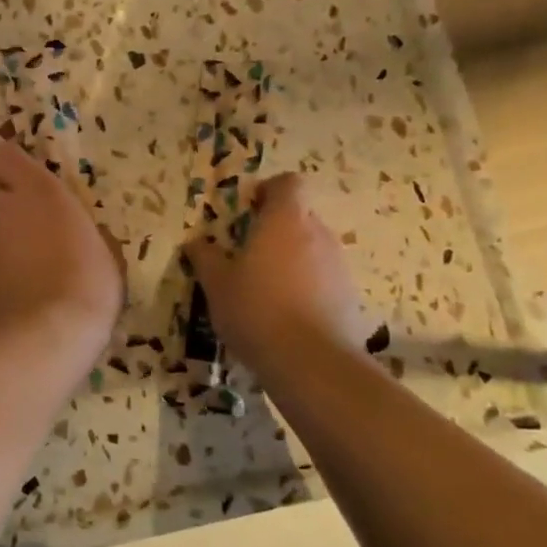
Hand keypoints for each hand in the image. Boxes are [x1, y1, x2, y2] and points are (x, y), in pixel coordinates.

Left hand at [0, 140, 121, 349]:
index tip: (26, 180)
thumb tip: (75, 231)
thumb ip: (77, 228)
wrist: (45, 336)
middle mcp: (2, 207)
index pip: (5, 156)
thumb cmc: (87, 284)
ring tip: (16, 259)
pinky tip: (7, 285)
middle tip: (21, 219)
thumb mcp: (101, 250)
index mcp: (38, 190)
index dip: (12, 166)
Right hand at [186, 173, 371, 373]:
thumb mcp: (217, 284)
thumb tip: (195, 243)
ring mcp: (339, 265)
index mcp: (285, 220)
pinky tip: (289, 315)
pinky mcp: (351, 296)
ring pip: (314, 248)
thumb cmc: (256, 310)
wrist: (311, 363)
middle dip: (277, 228)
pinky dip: (309, 287)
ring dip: (293, 258)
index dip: (269, 190)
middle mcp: (318, 234)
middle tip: (249, 253)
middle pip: (301, 216)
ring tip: (268, 289)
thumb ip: (205, 257)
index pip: (289, 183)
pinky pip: (325, 279)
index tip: (248, 210)